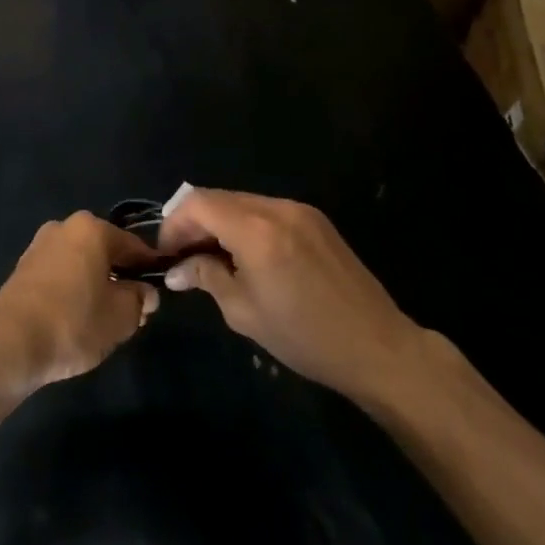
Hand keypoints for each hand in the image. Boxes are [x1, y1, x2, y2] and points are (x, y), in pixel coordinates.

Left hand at [0, 213, 157, 397]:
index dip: (149, 268)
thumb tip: (146, 293)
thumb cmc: (74, 322)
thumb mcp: (122, 317)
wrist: (10, 344)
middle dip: (121, 277)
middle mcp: (63, 227)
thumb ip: (140, 299)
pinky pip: (60, 274)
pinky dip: (72, 290)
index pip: (133, 245)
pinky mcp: (22, 269)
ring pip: (81, 263)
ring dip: (96, 284)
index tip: (159, 291)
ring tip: (104, 320)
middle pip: (104, 252)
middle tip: (133, 312)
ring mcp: (39, 246)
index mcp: (91, 229)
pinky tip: (75, 318)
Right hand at [159, 189, 427, 405]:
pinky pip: (266, 210)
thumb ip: (207, 277)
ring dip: (219, 222)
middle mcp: (276, 208)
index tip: (167, 254)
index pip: (197, 203)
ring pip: (242, 201)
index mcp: (256, 230)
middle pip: (218, 197)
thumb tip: (177, 269)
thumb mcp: (244, 313)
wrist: (378, 347)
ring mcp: (300, 210)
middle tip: (183, 257)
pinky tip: (247, 255)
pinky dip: (245, 224)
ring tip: (213, 258)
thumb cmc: (305, 337)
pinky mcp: (315, 219)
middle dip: (194, 222)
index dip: (174, 224)